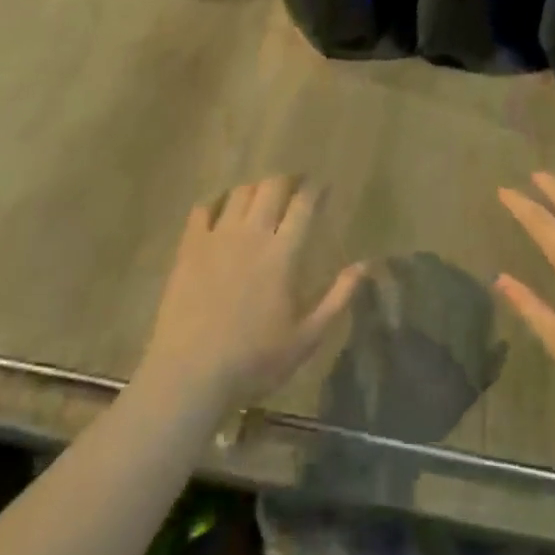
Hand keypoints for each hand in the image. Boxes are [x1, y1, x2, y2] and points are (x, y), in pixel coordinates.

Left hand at [140, 178, 364, 413]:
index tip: (323, 185)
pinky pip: (203, 209)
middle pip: (271, 187)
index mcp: (283, 253)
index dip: (316, 189)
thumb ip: (338, 297)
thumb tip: (365, 265)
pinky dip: (216, 202)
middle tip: (296, 186)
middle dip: (287, 180)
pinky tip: (221, 211)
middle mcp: (251, 234)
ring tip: (262, 196)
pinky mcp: (188, 247)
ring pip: (239, 193)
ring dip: (256, 188)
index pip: (304, 205)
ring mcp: (216, 237)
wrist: (189, 374)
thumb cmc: (254, 361)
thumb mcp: (307, 338)